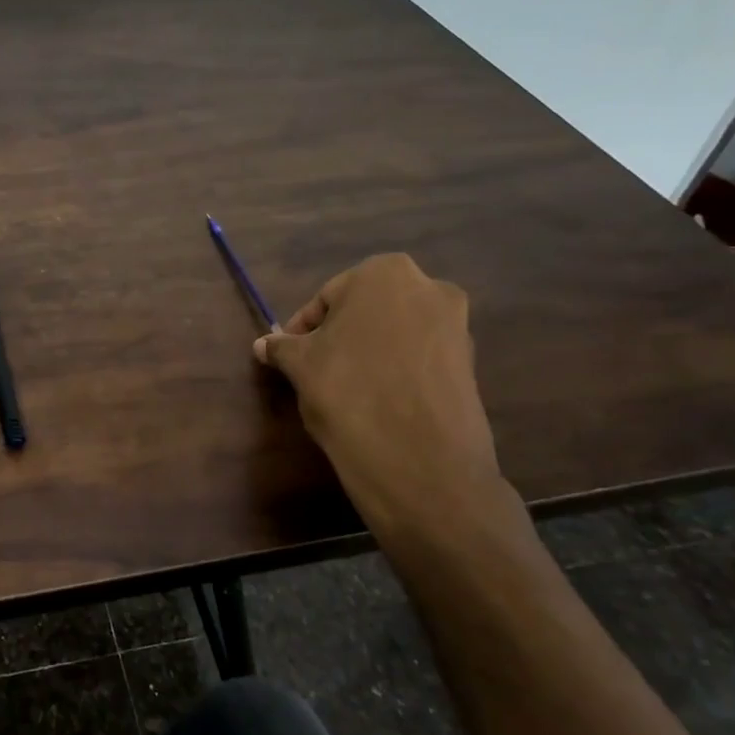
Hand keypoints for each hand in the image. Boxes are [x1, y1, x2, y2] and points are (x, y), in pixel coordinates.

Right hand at [253, 253, 510, 546]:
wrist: (421, 462)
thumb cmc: (349, 392)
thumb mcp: (301, 366)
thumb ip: (282, 348)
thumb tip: (263, 345)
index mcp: (384, 273)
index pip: (327, 298)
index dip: (303, 329)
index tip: (289, 357)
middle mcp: (429, 287)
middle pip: (366, 311)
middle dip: (340, 336)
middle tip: (315, 369)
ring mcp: (457, 325)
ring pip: (395, 333)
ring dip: (369, 352)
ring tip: (346, 387)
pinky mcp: (471, 364)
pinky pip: (420, 358)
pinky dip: (397, 371)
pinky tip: (378, 401)